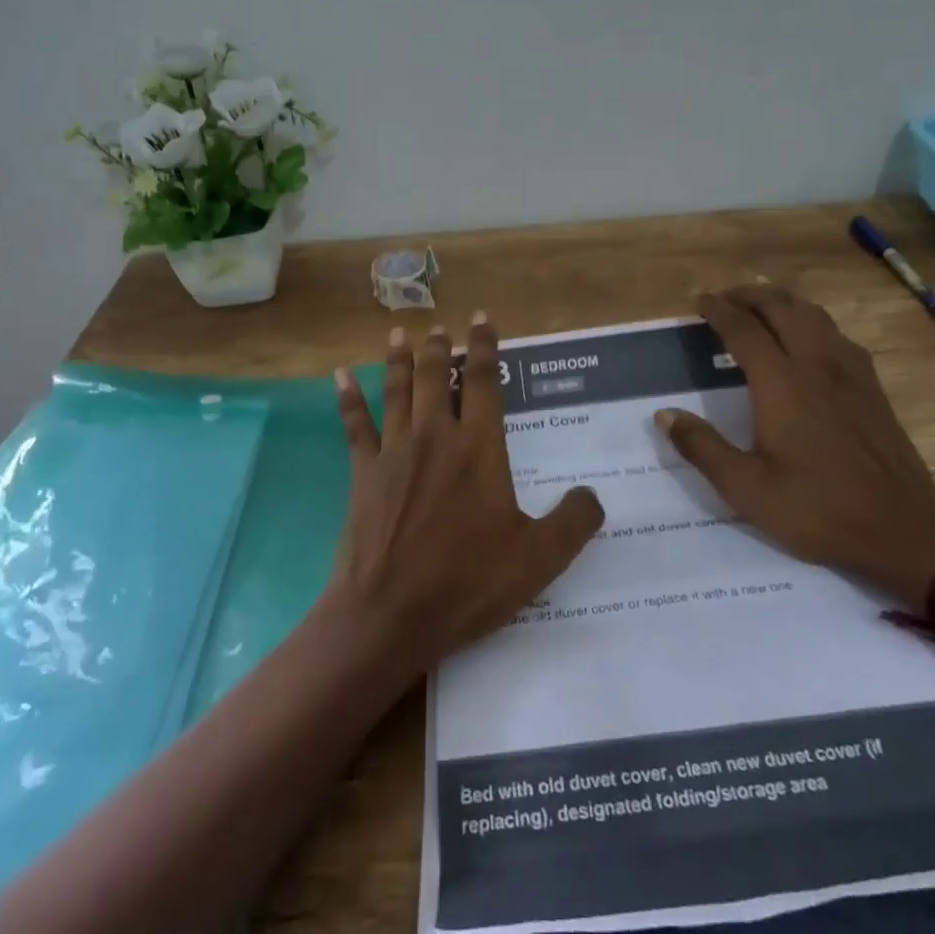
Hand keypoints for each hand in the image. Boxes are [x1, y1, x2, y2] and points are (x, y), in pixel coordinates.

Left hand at [325, 314, 604, 671]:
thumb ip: (573, 522)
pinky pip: (355, 425)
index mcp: (478, 448)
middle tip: (440, 327)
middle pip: (435, 376)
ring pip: (397, 390)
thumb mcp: (539, 559)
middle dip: (439, 348)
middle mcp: (435, 436)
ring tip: (401, 333)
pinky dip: (348, 398)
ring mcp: (394, 452)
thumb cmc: (467, 582)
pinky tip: (341, 376)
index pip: (483, 381)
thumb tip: (593, 495)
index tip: (482, 319)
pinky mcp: (363, 473)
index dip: (484, 347)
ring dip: (400, 359)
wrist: (390, 614)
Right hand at [656, 284, 934, 608]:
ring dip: (782, 302)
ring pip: (814, 315)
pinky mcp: (872, 388)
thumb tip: (664, 415)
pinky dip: (812, 322)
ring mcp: (850, 373)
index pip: (744, 330)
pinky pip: (837, 335)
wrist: (903, 532)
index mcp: (782, 384)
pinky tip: (808, 340)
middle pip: (782, 308)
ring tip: (761, 306)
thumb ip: (702, 448)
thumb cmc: (818, 510)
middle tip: (724, 298)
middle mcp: (816, 366)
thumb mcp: (747, 489)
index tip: (698, 300)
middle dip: (749, 295)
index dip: (718, 310)